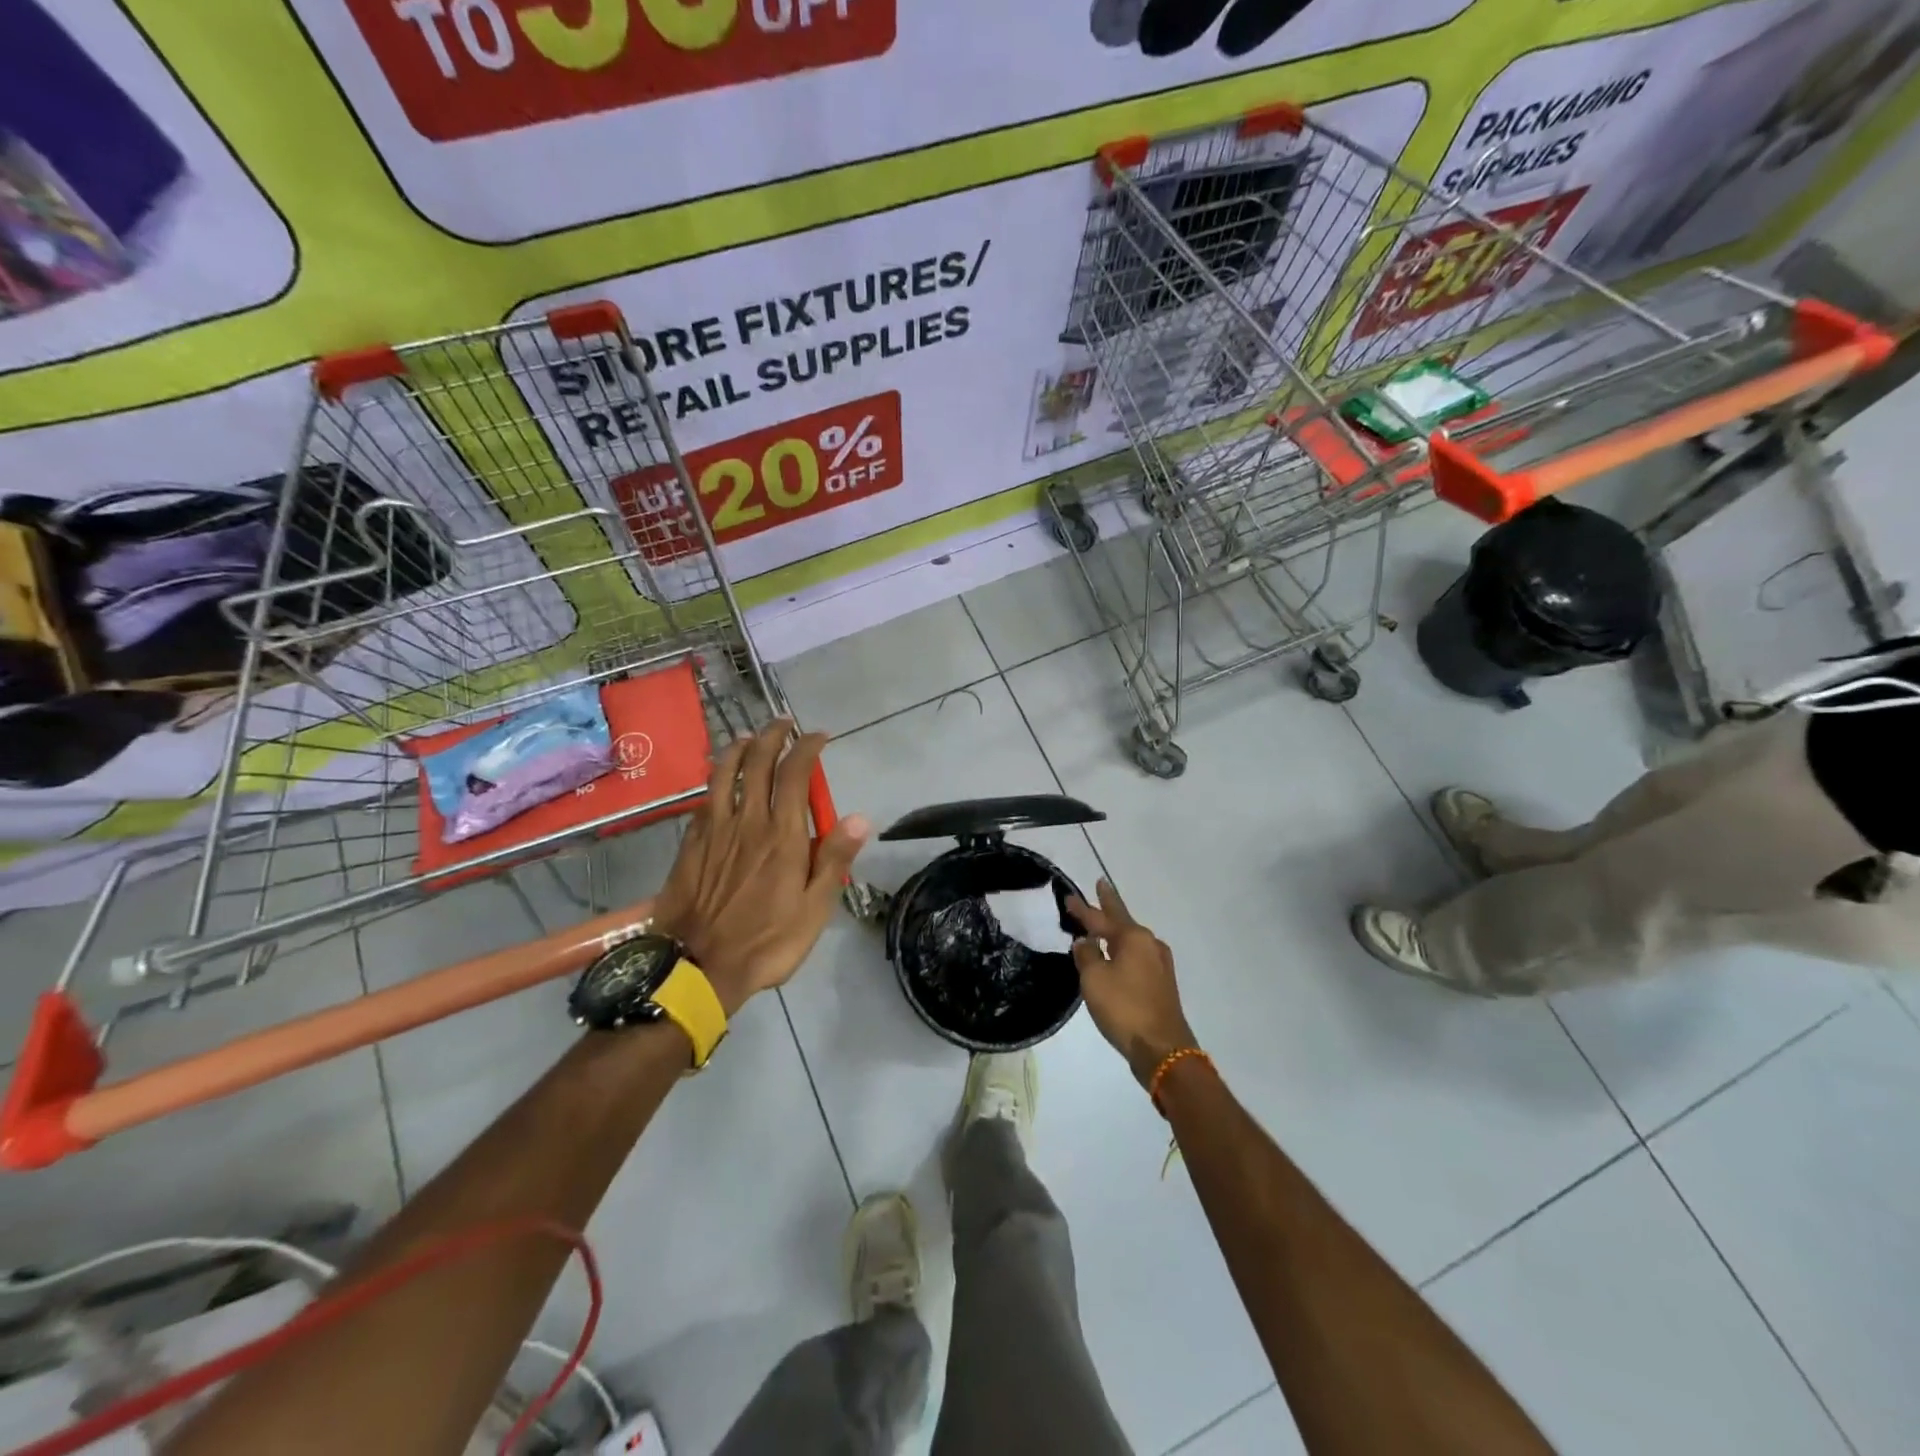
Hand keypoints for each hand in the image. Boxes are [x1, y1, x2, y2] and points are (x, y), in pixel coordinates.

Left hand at [654, 719, 868, 1015]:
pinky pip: (703, 799)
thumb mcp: (814, 909)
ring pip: (723, 774)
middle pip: (756, 763)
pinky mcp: (690, 845)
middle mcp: (747, 821)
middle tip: (784, 724)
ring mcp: (714, 831)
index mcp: (781, 834)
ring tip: (748, 737)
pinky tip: (717, 780)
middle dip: (772, 736)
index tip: (819, 736)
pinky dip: (714, 780)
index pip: (794, 774)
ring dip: (738, 749)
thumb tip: (860, 818)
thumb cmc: (766, 941)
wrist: (697, 967)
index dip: (807, 747)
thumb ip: (834, 859)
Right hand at [1067, 879, 1197, 1087]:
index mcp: (1133, 938)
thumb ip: (1086, 955)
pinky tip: (1117, 953)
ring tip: (1103, 922)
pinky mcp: (1161, 983)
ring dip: (1116, 929)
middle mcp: (1149, 944)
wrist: (1163, 1048)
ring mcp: (1159, 963)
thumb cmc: (1124, 1008)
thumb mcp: (1094, 979)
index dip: (1082, 908)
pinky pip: (1137, 955)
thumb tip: (1085, 943)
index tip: (1068, 896)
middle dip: (1109, 904)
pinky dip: (1123, 949)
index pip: (1100, 918)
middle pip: (1122, 919)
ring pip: (1131, 938)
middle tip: (1100, 885)